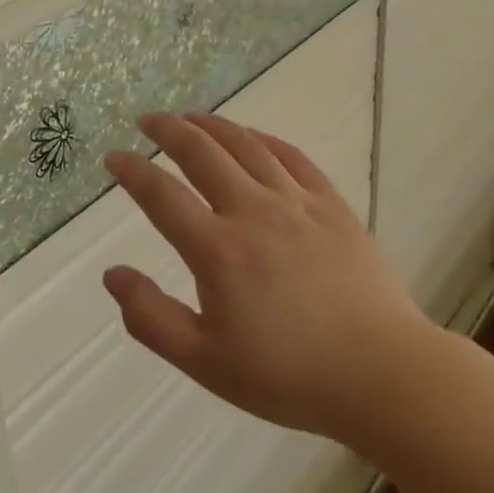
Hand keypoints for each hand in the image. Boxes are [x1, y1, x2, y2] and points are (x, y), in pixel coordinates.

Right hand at [102, 112, 434, 446]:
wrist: (381, 373)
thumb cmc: (288, 375)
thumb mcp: (206, 362)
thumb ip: (151, 318)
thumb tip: (113, 274)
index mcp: (217, 249)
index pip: (161, 195)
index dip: (132, 171)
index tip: (113, 157)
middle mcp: (252, 211)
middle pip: (201, 153)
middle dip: (168, 130)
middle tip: (148, 120)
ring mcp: (295, 202)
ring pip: (245, 145)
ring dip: (212, 125)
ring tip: (190, 117)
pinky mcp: (331, 204)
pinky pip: (291, 156)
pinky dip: (263, 139)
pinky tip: (251, 136)